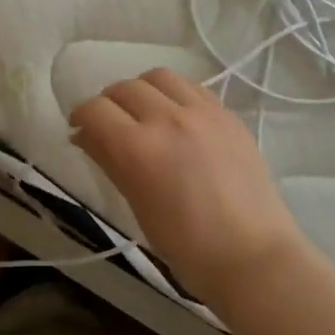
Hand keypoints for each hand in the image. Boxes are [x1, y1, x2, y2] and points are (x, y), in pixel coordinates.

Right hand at [70, 68, 304, 307]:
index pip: (95, 110)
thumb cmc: (186, 247)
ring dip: (141, 90)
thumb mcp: (137, 205)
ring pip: (158, 77)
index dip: (81, 116)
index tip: (80, 130)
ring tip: (144, 113)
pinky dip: (173, 95)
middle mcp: (168, 119)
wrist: (254, 258)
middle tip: (109, 125)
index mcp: (139, 148)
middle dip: (108, 103)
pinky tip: (176, 117)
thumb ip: (109, 161)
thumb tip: (84, 135)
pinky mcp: (228, 115)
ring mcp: (203, 113)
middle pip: (124, 88)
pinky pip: (192, 88)